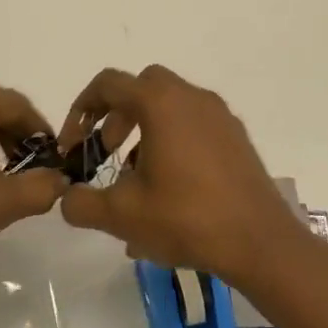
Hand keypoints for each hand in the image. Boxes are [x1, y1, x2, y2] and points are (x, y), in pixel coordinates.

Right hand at [56, 65, 306, 294]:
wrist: (261, 243)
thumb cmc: (187, 219)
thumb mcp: (122, 215)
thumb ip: (82, 203)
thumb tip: (66, 196)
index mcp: (160, 103)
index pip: (108, 84)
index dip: (81, 110)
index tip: (74, 146)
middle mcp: (190, 97)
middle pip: (141, 87)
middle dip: (116, 115)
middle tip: (107, 152)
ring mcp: (219, 115)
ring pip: (169, 105)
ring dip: (144, 129)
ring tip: (137, 178)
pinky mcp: (236, 137)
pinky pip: (193, 123)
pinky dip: (172, 139)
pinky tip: (171, 187)